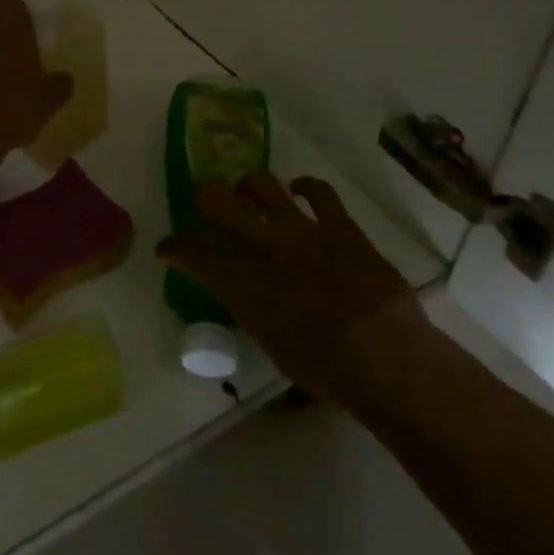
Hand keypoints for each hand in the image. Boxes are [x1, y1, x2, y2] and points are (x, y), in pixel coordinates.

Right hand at [158, 174, 426, 400]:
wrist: (387, 359)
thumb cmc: (326, 369)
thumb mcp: (271, 344)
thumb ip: (250, 309)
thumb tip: (243, 291)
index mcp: (244, 286)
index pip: (195, 255)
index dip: (174, 247)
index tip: (166, 247)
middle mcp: (265, 250)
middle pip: (218, 203)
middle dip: (203, 195)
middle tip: (201, 196)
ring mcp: (303, 232)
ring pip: (262, 186)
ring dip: (248, 185)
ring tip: (246, 189)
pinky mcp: (340, 227)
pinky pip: (319, 192)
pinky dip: (305, 185)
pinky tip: (298, 188)